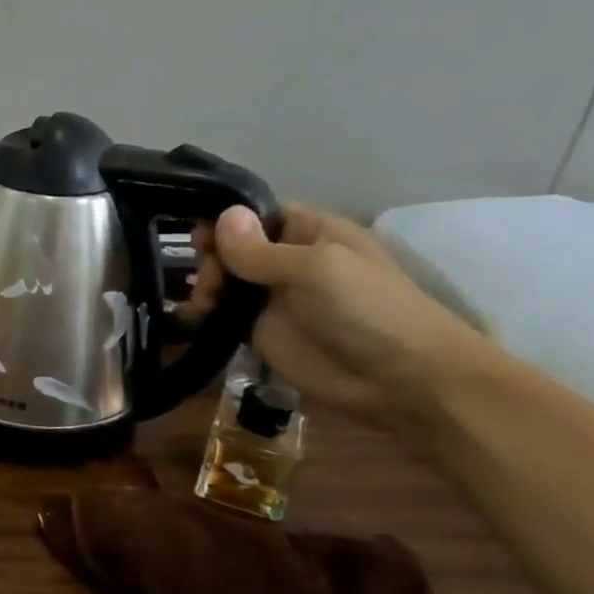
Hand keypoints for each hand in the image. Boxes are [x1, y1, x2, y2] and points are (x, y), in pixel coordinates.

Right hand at [189, 203, 488, 423]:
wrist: (399, 380)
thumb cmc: (367, 310)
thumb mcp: (315, 269)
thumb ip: (261, 249)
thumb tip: (222, 216)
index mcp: (309, 232)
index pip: (256, 212)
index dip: (224, 218)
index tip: (197, 234)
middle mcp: (286, 259)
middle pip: (231, 245)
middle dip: (211, 257)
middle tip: (210, 281)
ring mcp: (271, 297)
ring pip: (223, 279)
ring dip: (205, 285)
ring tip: (204, 305)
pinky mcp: (258, 331)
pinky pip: (221, 314)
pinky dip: (202, 313)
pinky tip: (193, 318)